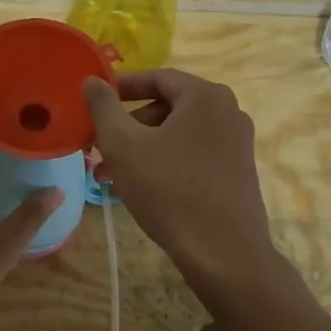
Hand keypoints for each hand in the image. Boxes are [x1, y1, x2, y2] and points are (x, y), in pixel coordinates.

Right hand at [82, 70, 273, 281]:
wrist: (223, 253)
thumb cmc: (169, 190)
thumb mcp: (123, 145)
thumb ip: (103, 107)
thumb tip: (92, 80)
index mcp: (205, 95)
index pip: (157, 77)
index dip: (121, 88)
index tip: (94, 102)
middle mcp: (228, 111)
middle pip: (168, 107)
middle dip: (128, 126)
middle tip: (98, 147)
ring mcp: (237, 142)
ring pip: (178, 134)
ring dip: (142, 148)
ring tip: (109, 175)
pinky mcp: (238, 171)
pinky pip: (194, 154)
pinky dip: (165, 162)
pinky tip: (140, 188)